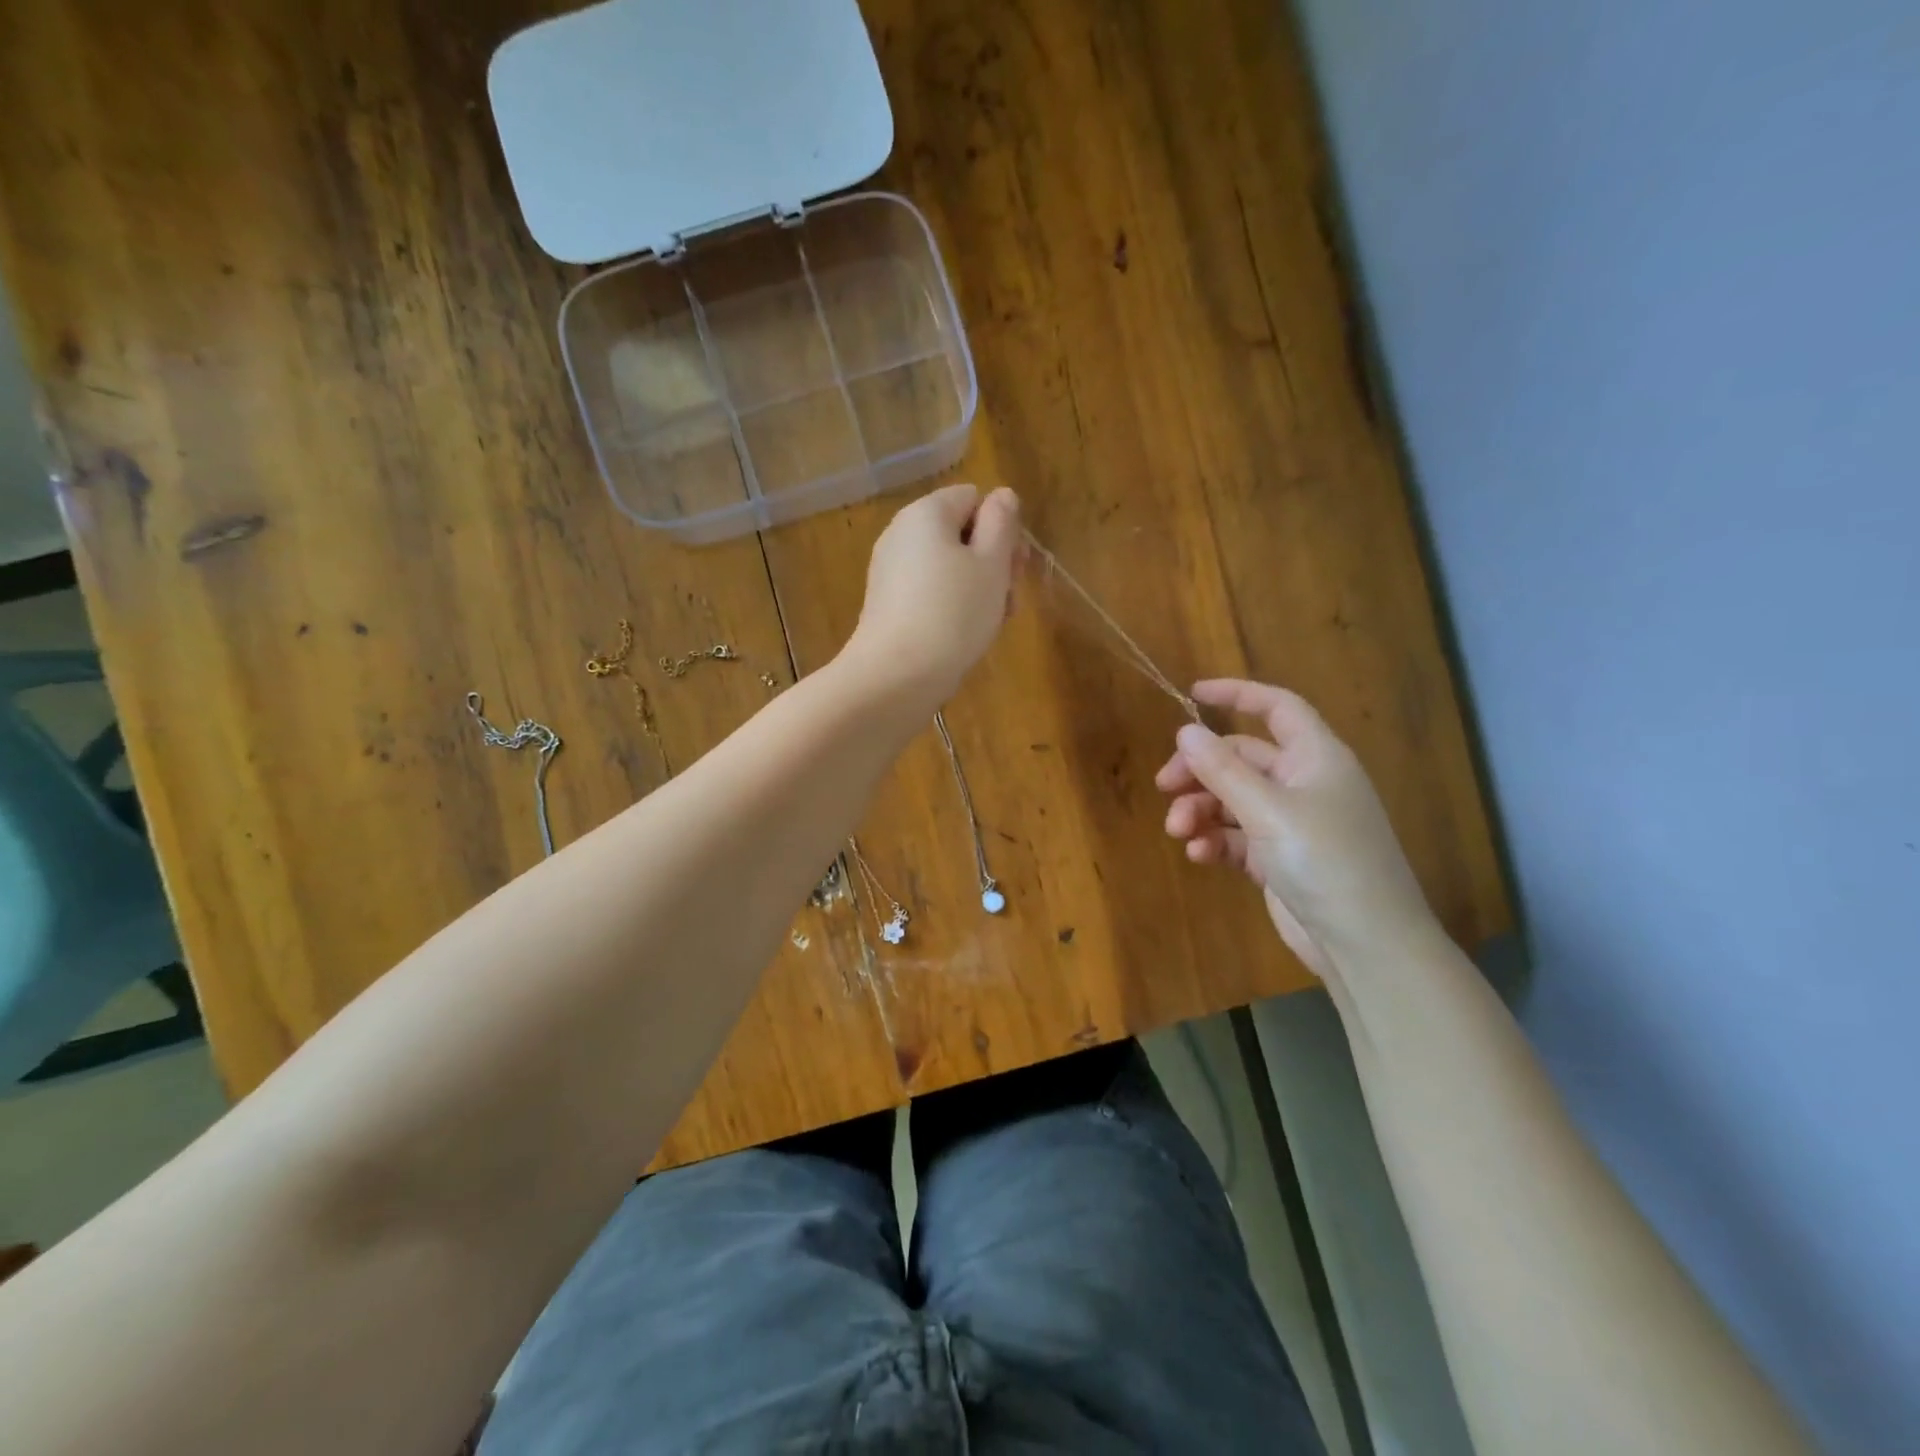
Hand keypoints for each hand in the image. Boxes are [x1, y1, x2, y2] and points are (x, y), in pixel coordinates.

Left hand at [844, 484, 1021, 705]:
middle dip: (992, 562)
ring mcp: (890, 572)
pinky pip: (929, 593)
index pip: (974, 498)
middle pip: (960, 534)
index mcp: (925, 513)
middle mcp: (901, 534)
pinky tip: (964, 636)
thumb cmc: (953, 613)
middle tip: (1008, 599)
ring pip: (948, 568)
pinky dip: (951, 608)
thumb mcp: (991, 563)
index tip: (1014, 566)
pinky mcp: (887, 605)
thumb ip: (1001, 523)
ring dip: (977, 589)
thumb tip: (1002, 496)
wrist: (896, 676)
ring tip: (991, 624)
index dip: (1000, 528)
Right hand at [1156, 679, 1437, 977]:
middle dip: (1200, 770)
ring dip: (1201, 810)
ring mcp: (1290, 823)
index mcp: (1315, 757)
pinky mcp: (1278, 859)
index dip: (1236, 694)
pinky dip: (1215, 840)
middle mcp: (1303, 783)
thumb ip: (1223, 770)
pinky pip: (1236, 836)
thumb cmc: (1325, 861)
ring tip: (1179, 830)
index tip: (1191, 694)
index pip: (1276, 708)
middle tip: (1165, 786)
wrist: (1365, 943)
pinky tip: (1199, 855)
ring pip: (1232, 800)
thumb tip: (1185, 731)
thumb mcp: (1268, 810)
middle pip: (1241, 758)